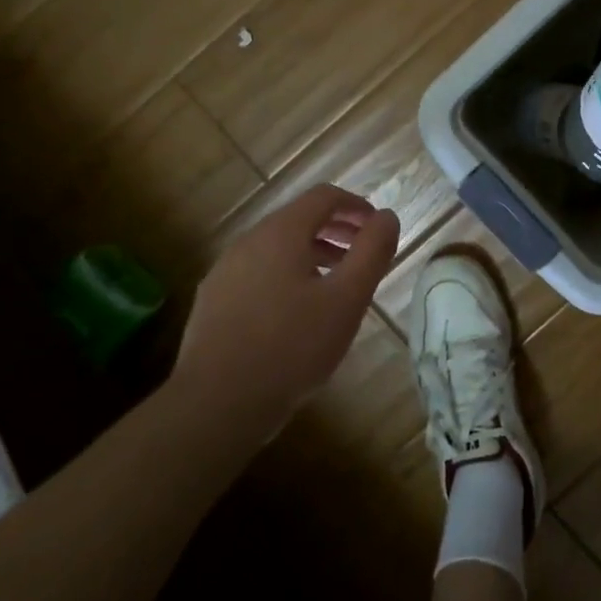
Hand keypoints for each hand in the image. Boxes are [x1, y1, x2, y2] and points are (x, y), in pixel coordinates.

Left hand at [170, 184, 398, 436]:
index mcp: (281, 233)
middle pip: (299, 219)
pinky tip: (297, 314)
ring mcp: (225, 272)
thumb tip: (387, 217)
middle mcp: (248, 242)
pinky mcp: (213, 302)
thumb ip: (372, 252)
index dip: (357, 206)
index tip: (377, 228)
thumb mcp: (347, 299)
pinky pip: (258, 272)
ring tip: (336, 286)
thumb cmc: (292, 346)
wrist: (216, 404)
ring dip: (312, 254)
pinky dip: (286, 276)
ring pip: (277, 248)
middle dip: (336, 230)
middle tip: (363, 255)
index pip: (324, 197)